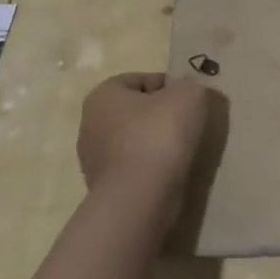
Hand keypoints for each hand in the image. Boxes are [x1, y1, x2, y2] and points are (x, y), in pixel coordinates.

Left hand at [77, 72, 209, 228]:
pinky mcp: (104, 188)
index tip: (188, 101)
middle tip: (188, 124)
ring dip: (156, 143)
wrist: (140, 198)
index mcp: (103, 95)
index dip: (169, 86)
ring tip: (182, 151)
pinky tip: (170, 172)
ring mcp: (93, 160)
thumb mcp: (188, 94)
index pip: (141, 80)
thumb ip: (189, 84)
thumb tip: (185, 91)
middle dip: (161, 115)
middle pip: (136, 111)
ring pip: (134, 140)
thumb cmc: (159, 134)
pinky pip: (134, 167)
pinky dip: (151, 167)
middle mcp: (90, 124)